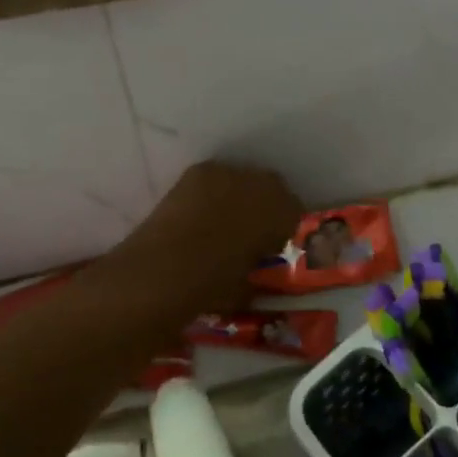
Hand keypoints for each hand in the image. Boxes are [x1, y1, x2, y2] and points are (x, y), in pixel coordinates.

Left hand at [110, 161, 303, 312]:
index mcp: (283, 212)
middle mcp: (263, 184)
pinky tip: (199, 212)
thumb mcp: (247, 285)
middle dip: (264, 206)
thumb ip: (257, 267)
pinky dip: (212, 190)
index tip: (271, 245)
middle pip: (272, 188)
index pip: (294, 212)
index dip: (282, 229)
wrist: (163, 270)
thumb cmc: (213, 285)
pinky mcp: (198, 170)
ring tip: (221, 219)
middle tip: (249, 231)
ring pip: (243, 179)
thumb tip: (253, 262)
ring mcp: (229, 172)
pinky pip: (215, 177)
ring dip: (238, 195)